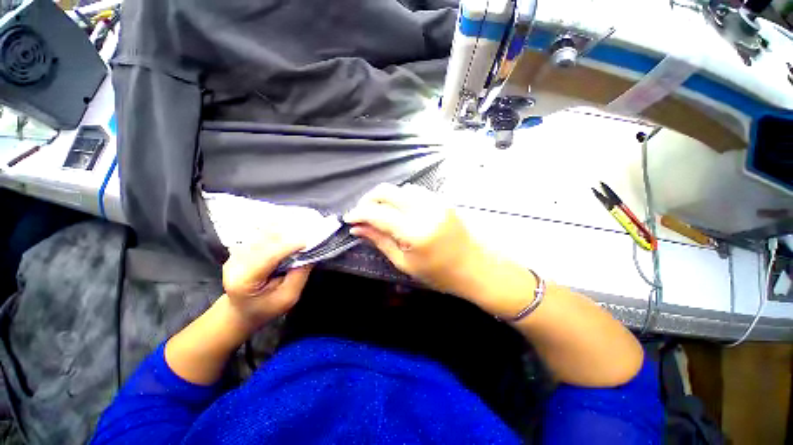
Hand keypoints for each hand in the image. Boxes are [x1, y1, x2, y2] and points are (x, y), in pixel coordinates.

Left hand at [222, 232, 311, 330]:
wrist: (241, 311)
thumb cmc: (266, 308)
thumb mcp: (288, 298)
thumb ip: (299, 275)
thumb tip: (310, 253)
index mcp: (244, 280)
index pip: (268, 256)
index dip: (289, 246)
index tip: (309, 241)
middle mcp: (235, 263)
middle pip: (265, 241)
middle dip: (288, 235)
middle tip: (309, 233)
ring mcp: (235, 254)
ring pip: (263, 234)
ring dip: (283, 230)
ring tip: (302, 229)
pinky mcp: (241, 248)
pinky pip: (261, 234)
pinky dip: (277, 230)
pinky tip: (290, 230)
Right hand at [344, 183, 482, 296]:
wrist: (476, 267)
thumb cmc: (439, 273)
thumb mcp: (405, 263)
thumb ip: (380, 241)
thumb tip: (357, 229)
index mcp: (415, 232)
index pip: (378, 214)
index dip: (359, 213)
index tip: (349, 218)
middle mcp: (425, 210)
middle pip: (388, 191)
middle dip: (369, 199)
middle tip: (362, 213)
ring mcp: (436, 202)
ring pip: (401, 188)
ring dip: (386, 198)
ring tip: (381, 213)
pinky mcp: (443, 200)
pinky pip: (416, 192)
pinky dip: (402, 197)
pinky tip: (400, 211)